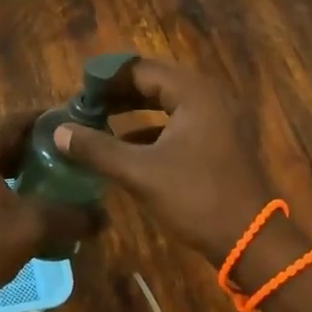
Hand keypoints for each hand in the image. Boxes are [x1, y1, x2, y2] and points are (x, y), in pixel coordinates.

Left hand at [0, 111, 95, 311]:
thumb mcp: (32, 228)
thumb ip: (70, 216)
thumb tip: (105, 217)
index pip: (12, 121)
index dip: (44, 122)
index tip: (72, 126)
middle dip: (31, 145)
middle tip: (65, 153)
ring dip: (13, 163)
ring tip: (48, 173)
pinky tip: (20, 194)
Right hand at [52, 58, 282, 271]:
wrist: (252, 241)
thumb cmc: (197, 198)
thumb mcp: (140, 173)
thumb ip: (97, 149)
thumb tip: (59, 131)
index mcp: (193, 93)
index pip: (141, 70)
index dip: (106, 78)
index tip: (78, 91)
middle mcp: (208, 97)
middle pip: (154, 82)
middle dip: (117, 93)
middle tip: (84, 106)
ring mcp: (217, 120)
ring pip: (166, 103)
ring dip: (132, 110)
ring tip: (98, 121)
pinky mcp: (218, 142)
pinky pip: (178, 122)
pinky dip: (150, 128)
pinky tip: (125, 145)